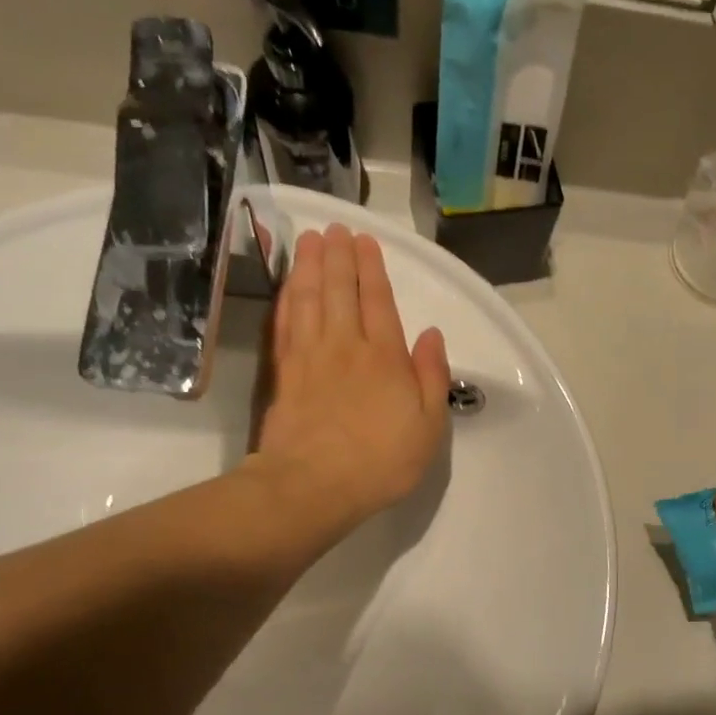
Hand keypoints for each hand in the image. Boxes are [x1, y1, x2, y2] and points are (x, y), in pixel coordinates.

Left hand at [247, 225, 450, 535]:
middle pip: (340, 291)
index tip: (365, 241)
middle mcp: (346, 347)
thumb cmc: (381, 461)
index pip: (378, 302)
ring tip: (310, 240)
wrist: (313, 486)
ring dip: (310, 267)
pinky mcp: (283, 373)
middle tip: (335, 228)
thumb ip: (432, 377)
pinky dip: (287, 299)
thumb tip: (430, 335)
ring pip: (309, 299)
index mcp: (385, 358)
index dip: (372, 269)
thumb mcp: (429, 427)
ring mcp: (310, 357)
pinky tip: (288, 285)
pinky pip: (285, 324)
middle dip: (339, 256)